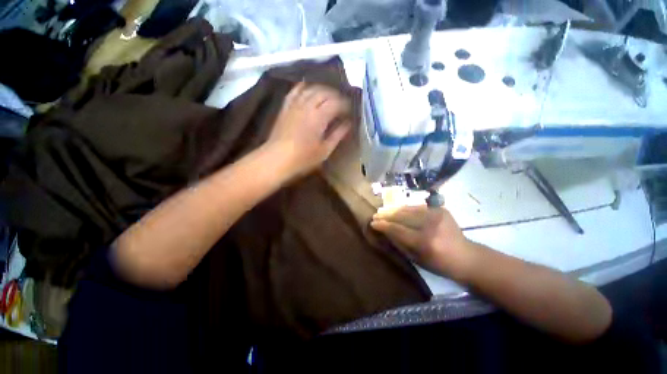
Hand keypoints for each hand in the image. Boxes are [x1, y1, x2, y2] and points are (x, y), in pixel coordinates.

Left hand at [265, 82, 351, 178]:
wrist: (276, 159)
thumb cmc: (303, 158)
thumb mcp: (324, 150)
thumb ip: (337, 135)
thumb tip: (348, 124)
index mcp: (319, 117)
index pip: (336, 103)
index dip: (345, 105)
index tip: (350, 111)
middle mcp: (307, 105)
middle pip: (325, 92)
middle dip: (336, 95)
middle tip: (342, 104)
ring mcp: (295, 104)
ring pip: (311, 88)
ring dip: (323, 89)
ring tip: (329, 97)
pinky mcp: (285, 107)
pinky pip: (295, 90)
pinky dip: (304, 87)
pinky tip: (308, 88)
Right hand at [371, 205, 476, 280]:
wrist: (466, 257)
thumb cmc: (439, 264)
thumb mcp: (416, 259)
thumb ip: (399, 243)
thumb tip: (385, 231)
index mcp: (425, 241)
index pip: (398, 229)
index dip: (383, 225)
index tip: (372, 222)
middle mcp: (431, 225)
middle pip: (402, 216)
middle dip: (386, 215)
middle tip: (376, 215)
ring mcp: (437, 214)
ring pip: (409, 209)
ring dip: (394, 210)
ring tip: (384, 211)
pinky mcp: (441, 209)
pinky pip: (418, 207)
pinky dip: (406, 209)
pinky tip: (398, 210)